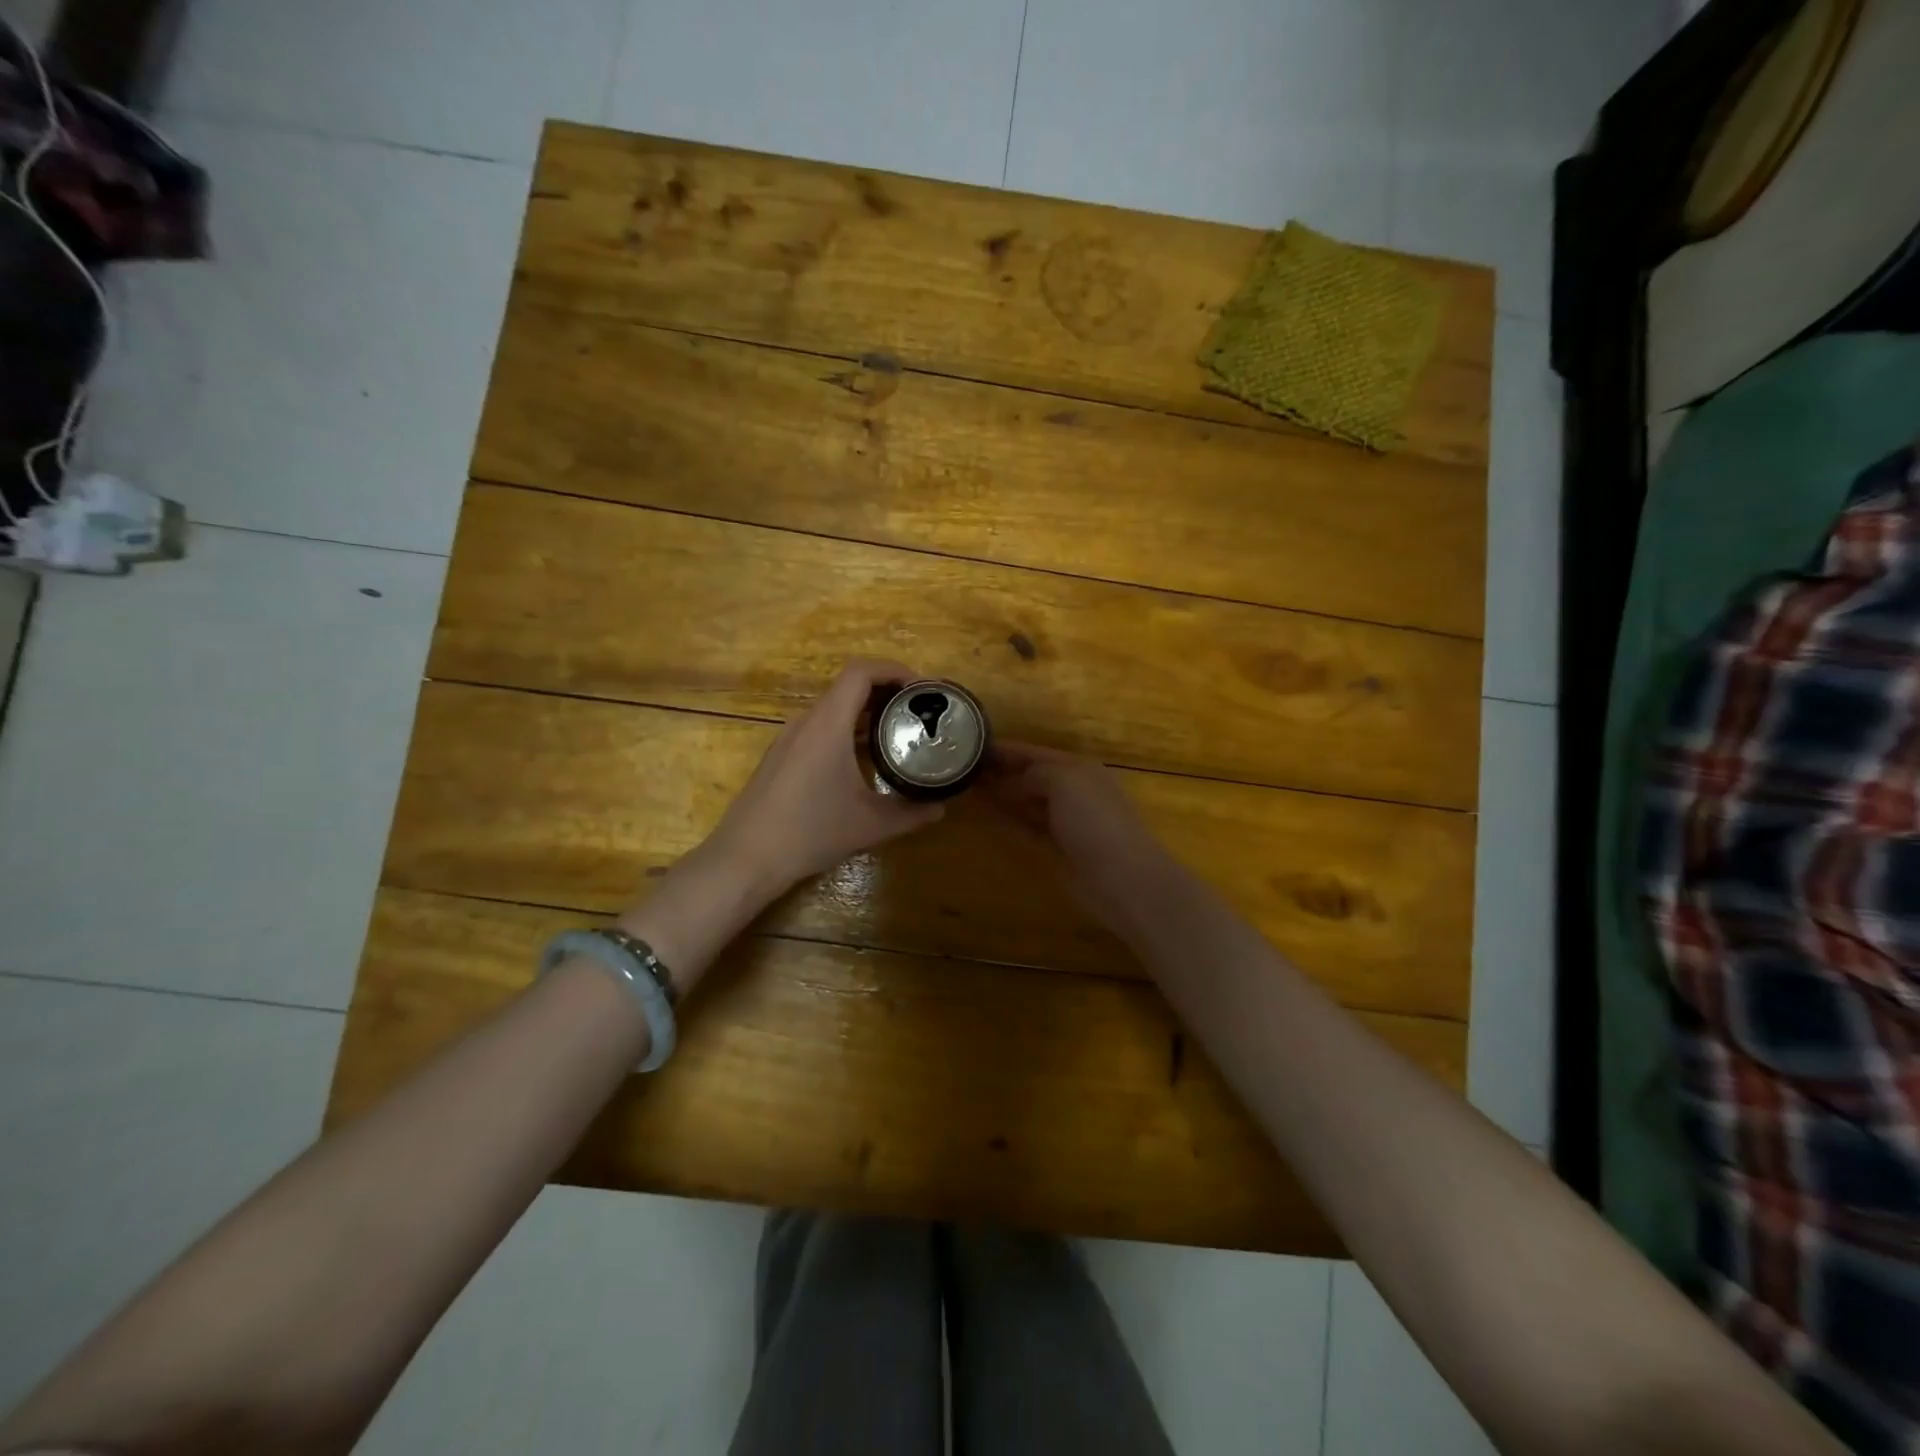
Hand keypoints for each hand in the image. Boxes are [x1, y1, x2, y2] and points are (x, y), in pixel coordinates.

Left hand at [706, 658, 947, 894]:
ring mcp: (789, 739)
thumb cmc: (809, 833)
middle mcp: (806, 722)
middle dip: (887, 692)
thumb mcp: (869, 825)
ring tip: (898, 732)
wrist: (745, 859)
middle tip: (919, 711)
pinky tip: (864, 759)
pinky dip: (848, 730)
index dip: (895, 669)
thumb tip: (941, 808)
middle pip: (849, 687)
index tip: (923, 688)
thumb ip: (910, 814)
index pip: (861, 672)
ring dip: (867, 712)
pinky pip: (820, 728)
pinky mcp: (781, 757)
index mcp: (827, 725)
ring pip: (833, 709)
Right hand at [981, 740, 1173, 932]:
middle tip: (962, 770)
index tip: (971, 746)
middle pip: (1030, 776)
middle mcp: (1072, 791)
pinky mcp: (1057, 849)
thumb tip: (1009, 783)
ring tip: (967, 789)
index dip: (1005, 750)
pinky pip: (1026, 829)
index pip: (1035, 753)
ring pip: (1026, 803)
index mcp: (1078, 768)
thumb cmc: (1095, 820)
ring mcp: (1065, 822)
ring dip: (1001, 796)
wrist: (1122, 877)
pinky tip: (984, 816)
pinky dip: (1007, 821)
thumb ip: (1034, 774)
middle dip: (1000, 772)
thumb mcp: (1064, 781)